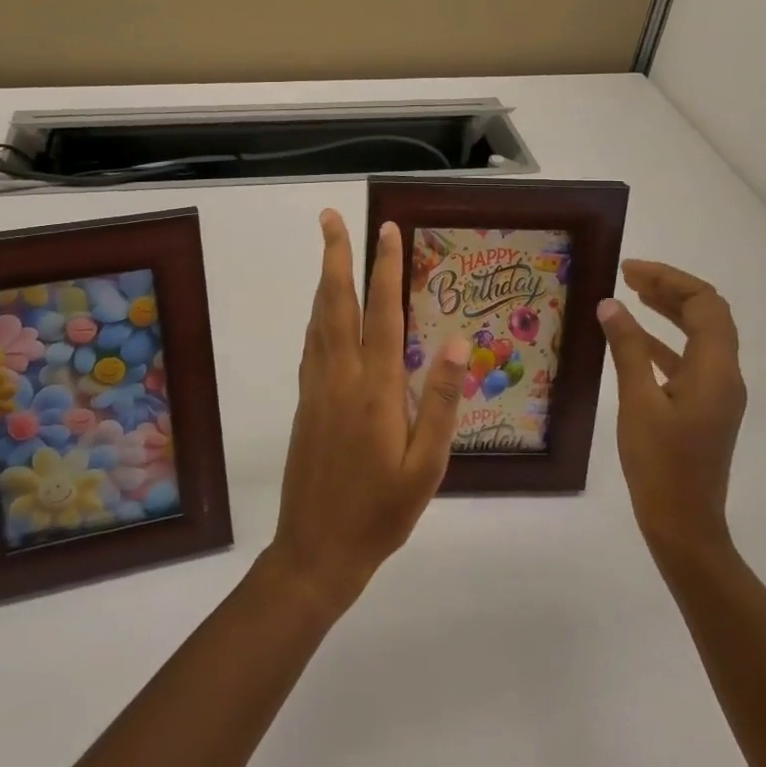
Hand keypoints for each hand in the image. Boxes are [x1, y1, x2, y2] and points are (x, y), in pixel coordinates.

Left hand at [266, 209, 469, 613]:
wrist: (316, 549)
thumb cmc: (380, 512)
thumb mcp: (427, 467)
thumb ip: (441, 402)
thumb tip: (459, 343)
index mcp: (375, 389)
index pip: (382, 314)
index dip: (384, 268)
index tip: (386, 229)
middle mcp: (341, 377)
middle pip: (336, 303)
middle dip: (335, 256)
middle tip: (329, 217)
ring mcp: (317, 388)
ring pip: (318, 320)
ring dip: (323, 280)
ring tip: (328, 250)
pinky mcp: (305, 403)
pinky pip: (310, 345)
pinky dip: (316, 316)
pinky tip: (321, 312)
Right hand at [596, 261, 747, 559]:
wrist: (684, 524)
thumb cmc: (660, 464)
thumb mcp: (637, 402)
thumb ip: (627, 349)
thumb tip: (612, 305)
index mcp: (716, 370)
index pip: (705, 304)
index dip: (670, 279)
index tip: (629, 271)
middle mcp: (724, 375)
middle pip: (707, 315)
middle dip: (670, 289)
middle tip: (628, 276)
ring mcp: (717, 393)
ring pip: (699, 336)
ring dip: (669, 311)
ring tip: (631, 295)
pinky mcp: (704, 408)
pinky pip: (688, 360)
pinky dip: (663, 341)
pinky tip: (634, 339)